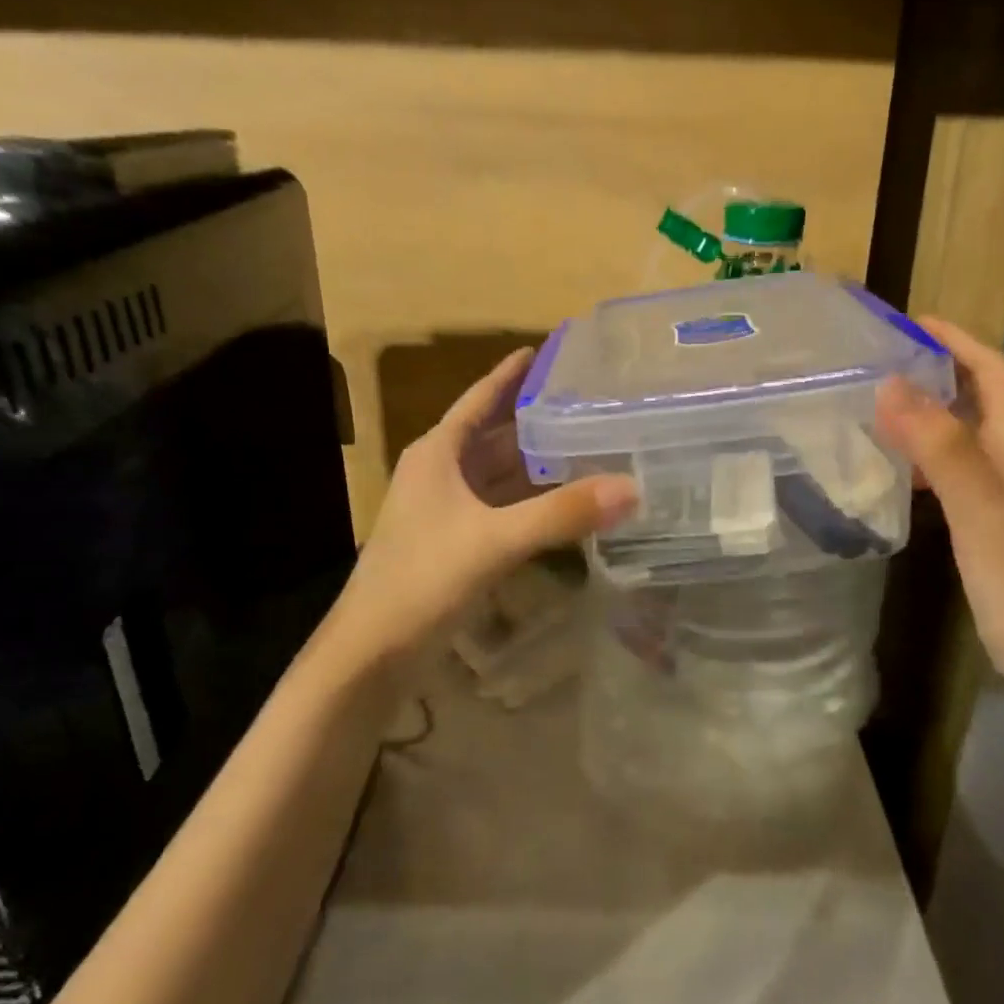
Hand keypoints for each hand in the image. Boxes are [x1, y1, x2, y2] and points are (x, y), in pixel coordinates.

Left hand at [335, 348, 638, 654]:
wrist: (372, 653)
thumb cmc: (422, 580)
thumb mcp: (494, 541)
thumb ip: (562, 514)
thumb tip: (631, 487)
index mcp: (438, 455)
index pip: (480, 400)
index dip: (510, 374)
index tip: (545, 350)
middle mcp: (442, 474)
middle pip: (496, 436)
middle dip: (537, 421)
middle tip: (591, 404)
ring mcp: (448, 512)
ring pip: (501, 475)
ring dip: (538, 464)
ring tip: (590, 446)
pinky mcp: (458, 544)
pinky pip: (503, 509)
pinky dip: (533, 502)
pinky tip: (567, 504)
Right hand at [873, 317, 1003, 706]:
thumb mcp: (984, 514)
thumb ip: (943, 450)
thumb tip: (893, 385)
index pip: (993, 374)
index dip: (956, 341)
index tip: (907, 322)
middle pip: (979, 400)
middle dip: (936, 370)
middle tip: (877, 364)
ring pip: (965, 438)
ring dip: (927, 413)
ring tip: (874, 410)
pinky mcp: (993, 532)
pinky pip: (955, 476)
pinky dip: (924, 460)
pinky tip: (896, 476)